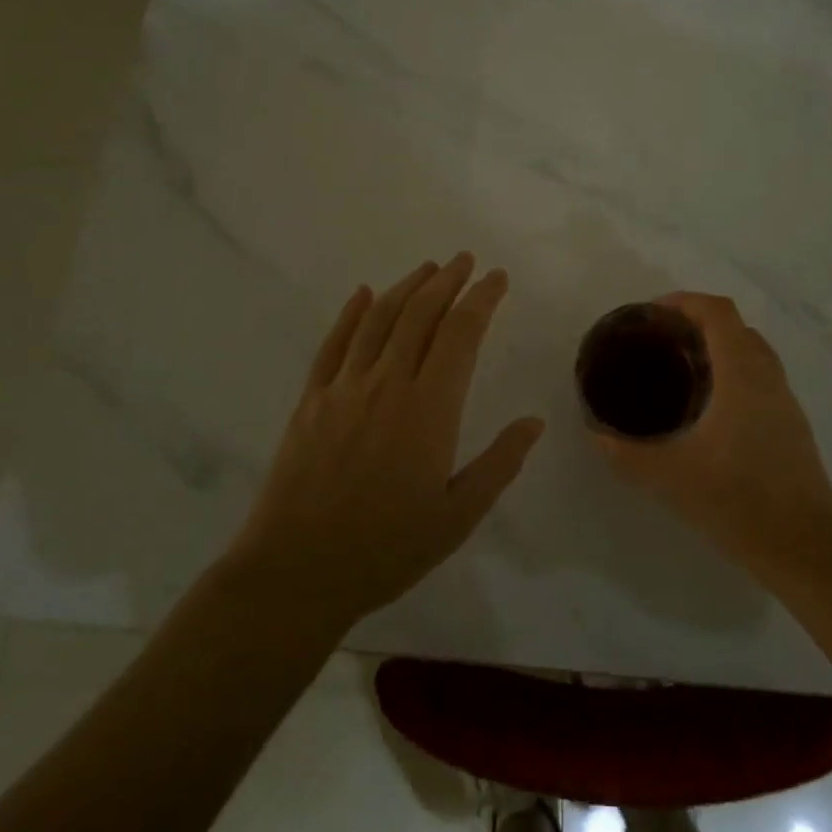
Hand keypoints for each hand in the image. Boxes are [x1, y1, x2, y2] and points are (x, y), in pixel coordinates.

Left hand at [227, 254, 544, 627]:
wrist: (297, 572)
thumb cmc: (386, 549)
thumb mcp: (457, 516)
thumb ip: (499, 464)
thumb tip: (534, 421)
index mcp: (429, 409)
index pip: (461, 334)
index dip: (481, 299)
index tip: (497, 278)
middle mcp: (387, 384)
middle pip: (420, 314)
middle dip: (447, 281)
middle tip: (465, 260)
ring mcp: (344, 388)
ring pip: (379, 319)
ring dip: (406, 288)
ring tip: (427, 269)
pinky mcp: (311, 400)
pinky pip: (334, 343)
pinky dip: (351, 313)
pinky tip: (363, 294)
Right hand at [595, 293, 831, 597]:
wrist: (807, 552)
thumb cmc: (739, 504)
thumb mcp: (670, 478)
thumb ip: (626, 453)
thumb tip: (596, 433)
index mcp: (742, 376)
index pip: (719, 312)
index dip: (685, 301)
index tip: (652, 314)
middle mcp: (769, 378)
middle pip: (736, 327)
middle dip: (697, 322)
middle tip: (660, 342)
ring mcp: (786, 402)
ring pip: (753, 352)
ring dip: (719, 347)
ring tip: (680, 370)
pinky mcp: (793, 426)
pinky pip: (762, 378)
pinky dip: (734, 372)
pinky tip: (709, 409)